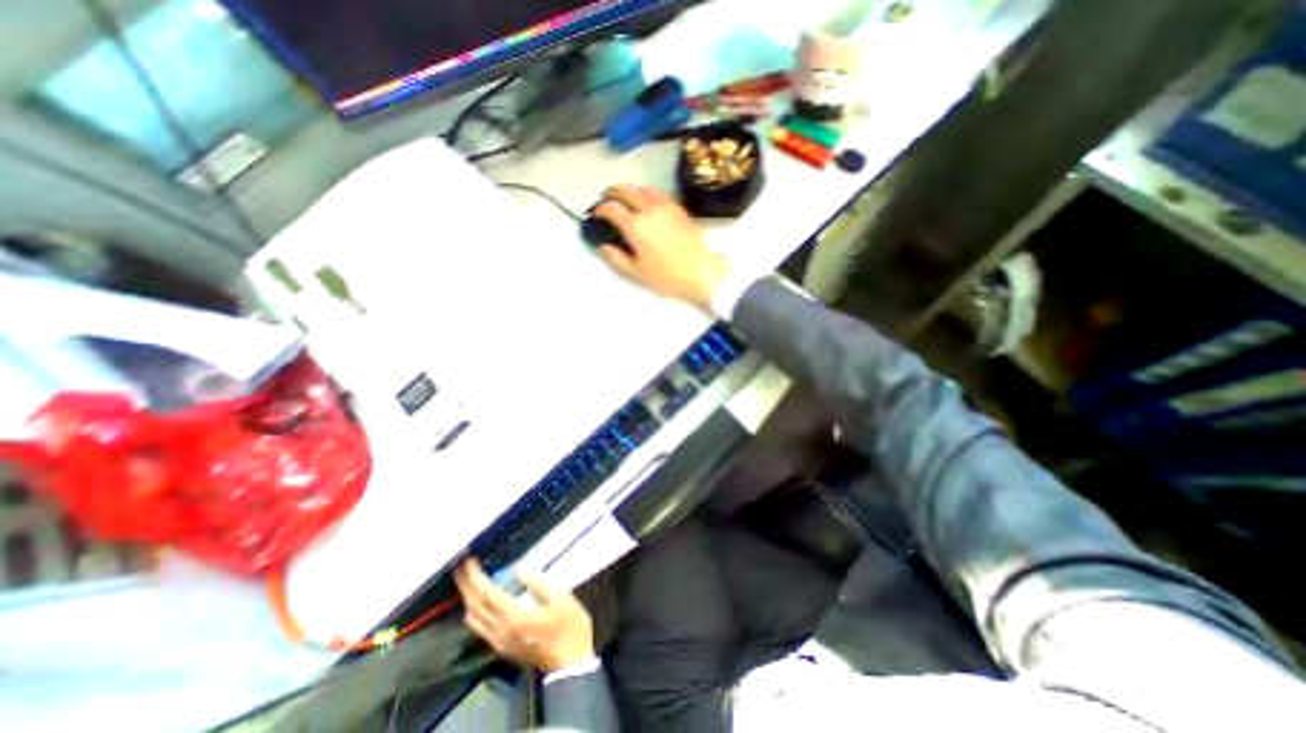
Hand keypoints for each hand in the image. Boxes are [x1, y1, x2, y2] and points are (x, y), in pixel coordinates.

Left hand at [450, 559, 592, 671]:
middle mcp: (500, 630)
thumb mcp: (560, 597)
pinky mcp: (501, 646)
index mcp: (514, 616)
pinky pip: (479, 627)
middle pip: (474, 605)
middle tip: (461, 566)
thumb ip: (537, 582)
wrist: (570, 662)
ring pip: (473, 618)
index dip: (475, 576)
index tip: (468, 560)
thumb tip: (517, 569)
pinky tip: (478, 602)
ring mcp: (499, 641)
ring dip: (467, 597)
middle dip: (465, 584)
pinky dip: (474, 610)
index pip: (486, 593)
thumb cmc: (569, 625)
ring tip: (468, 579)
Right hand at [595, 186, 729, 307]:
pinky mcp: (679, 208)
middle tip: (607, 200)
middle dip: (612, 192)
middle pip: (625, 190)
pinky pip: (660, 193)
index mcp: (635, 226)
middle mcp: (649, 210)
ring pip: (643, 188)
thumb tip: (602, 246)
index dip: (600, 209)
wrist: (701, 273)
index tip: (596, 214)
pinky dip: (649, 194)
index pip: (611, 209)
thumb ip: (616, 258)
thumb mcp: (636, 273)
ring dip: (631, 191)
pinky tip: (649, 204)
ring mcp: (666, 206)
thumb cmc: (667, 277)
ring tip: (628, 201)